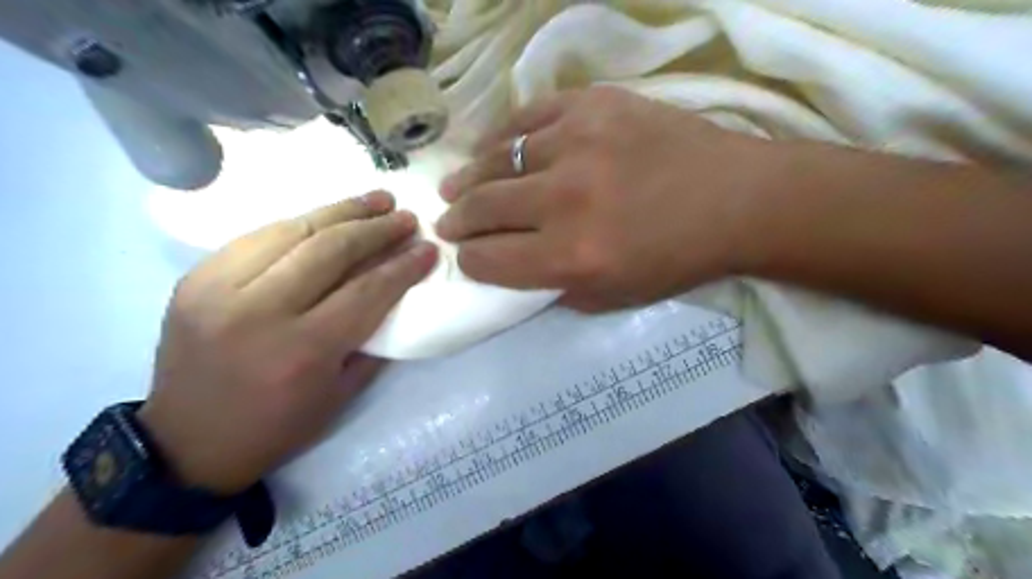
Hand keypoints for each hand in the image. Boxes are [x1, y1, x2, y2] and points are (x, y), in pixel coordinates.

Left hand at [136, 193, 434, 489]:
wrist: (186, 443)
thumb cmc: (276, 426)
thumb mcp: (341, 394)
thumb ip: (372, 340)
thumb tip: (396, 292)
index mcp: (303, 350)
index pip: (366, 290)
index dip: (403, 266)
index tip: (428, 248)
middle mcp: (259, 312)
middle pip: (330, 250)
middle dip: (376, 229)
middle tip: (406, 217)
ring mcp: (218, 289)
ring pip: (292, 231)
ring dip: (341, 211)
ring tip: (375, 200)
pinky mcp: (195, 278)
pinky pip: (258, 236)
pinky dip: (300, 223)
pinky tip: (327, 218)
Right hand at [435, 86, 774, 311]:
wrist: (735, 200)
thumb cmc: (676, 259)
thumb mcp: (613, 297)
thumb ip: (555, 287)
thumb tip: (514, 268)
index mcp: (572, 256)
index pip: (491, 259)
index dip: (470, 262)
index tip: (465, 257)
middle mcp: (565, 199)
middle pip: (484, 208)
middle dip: (457, 222)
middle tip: (447, 223)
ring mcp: (578, 143)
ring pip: (496, 160)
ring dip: (468, 179)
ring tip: (454, 186)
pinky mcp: (593, 105)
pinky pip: (526, 117)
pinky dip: (500, 137)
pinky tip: (489, 149)